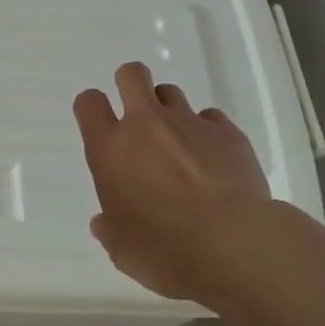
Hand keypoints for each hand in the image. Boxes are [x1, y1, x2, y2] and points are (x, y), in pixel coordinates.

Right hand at [73, 61, 270, 305]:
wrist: (236, 246)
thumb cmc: (166, 251)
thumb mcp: (122, 250)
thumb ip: (110, 229)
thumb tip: (104, 222)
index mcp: (110, 149)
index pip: (89, 103)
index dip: (92, 107)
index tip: (100, 123)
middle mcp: (146, 125)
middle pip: (131, 74)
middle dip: (131, 84)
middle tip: (139, 116)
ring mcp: (189, 123)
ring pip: (171, 92)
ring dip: (169, 111)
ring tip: (180, 144)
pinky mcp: (228, 132)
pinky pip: (211, 118)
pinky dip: (208, 133)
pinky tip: (215, 160)